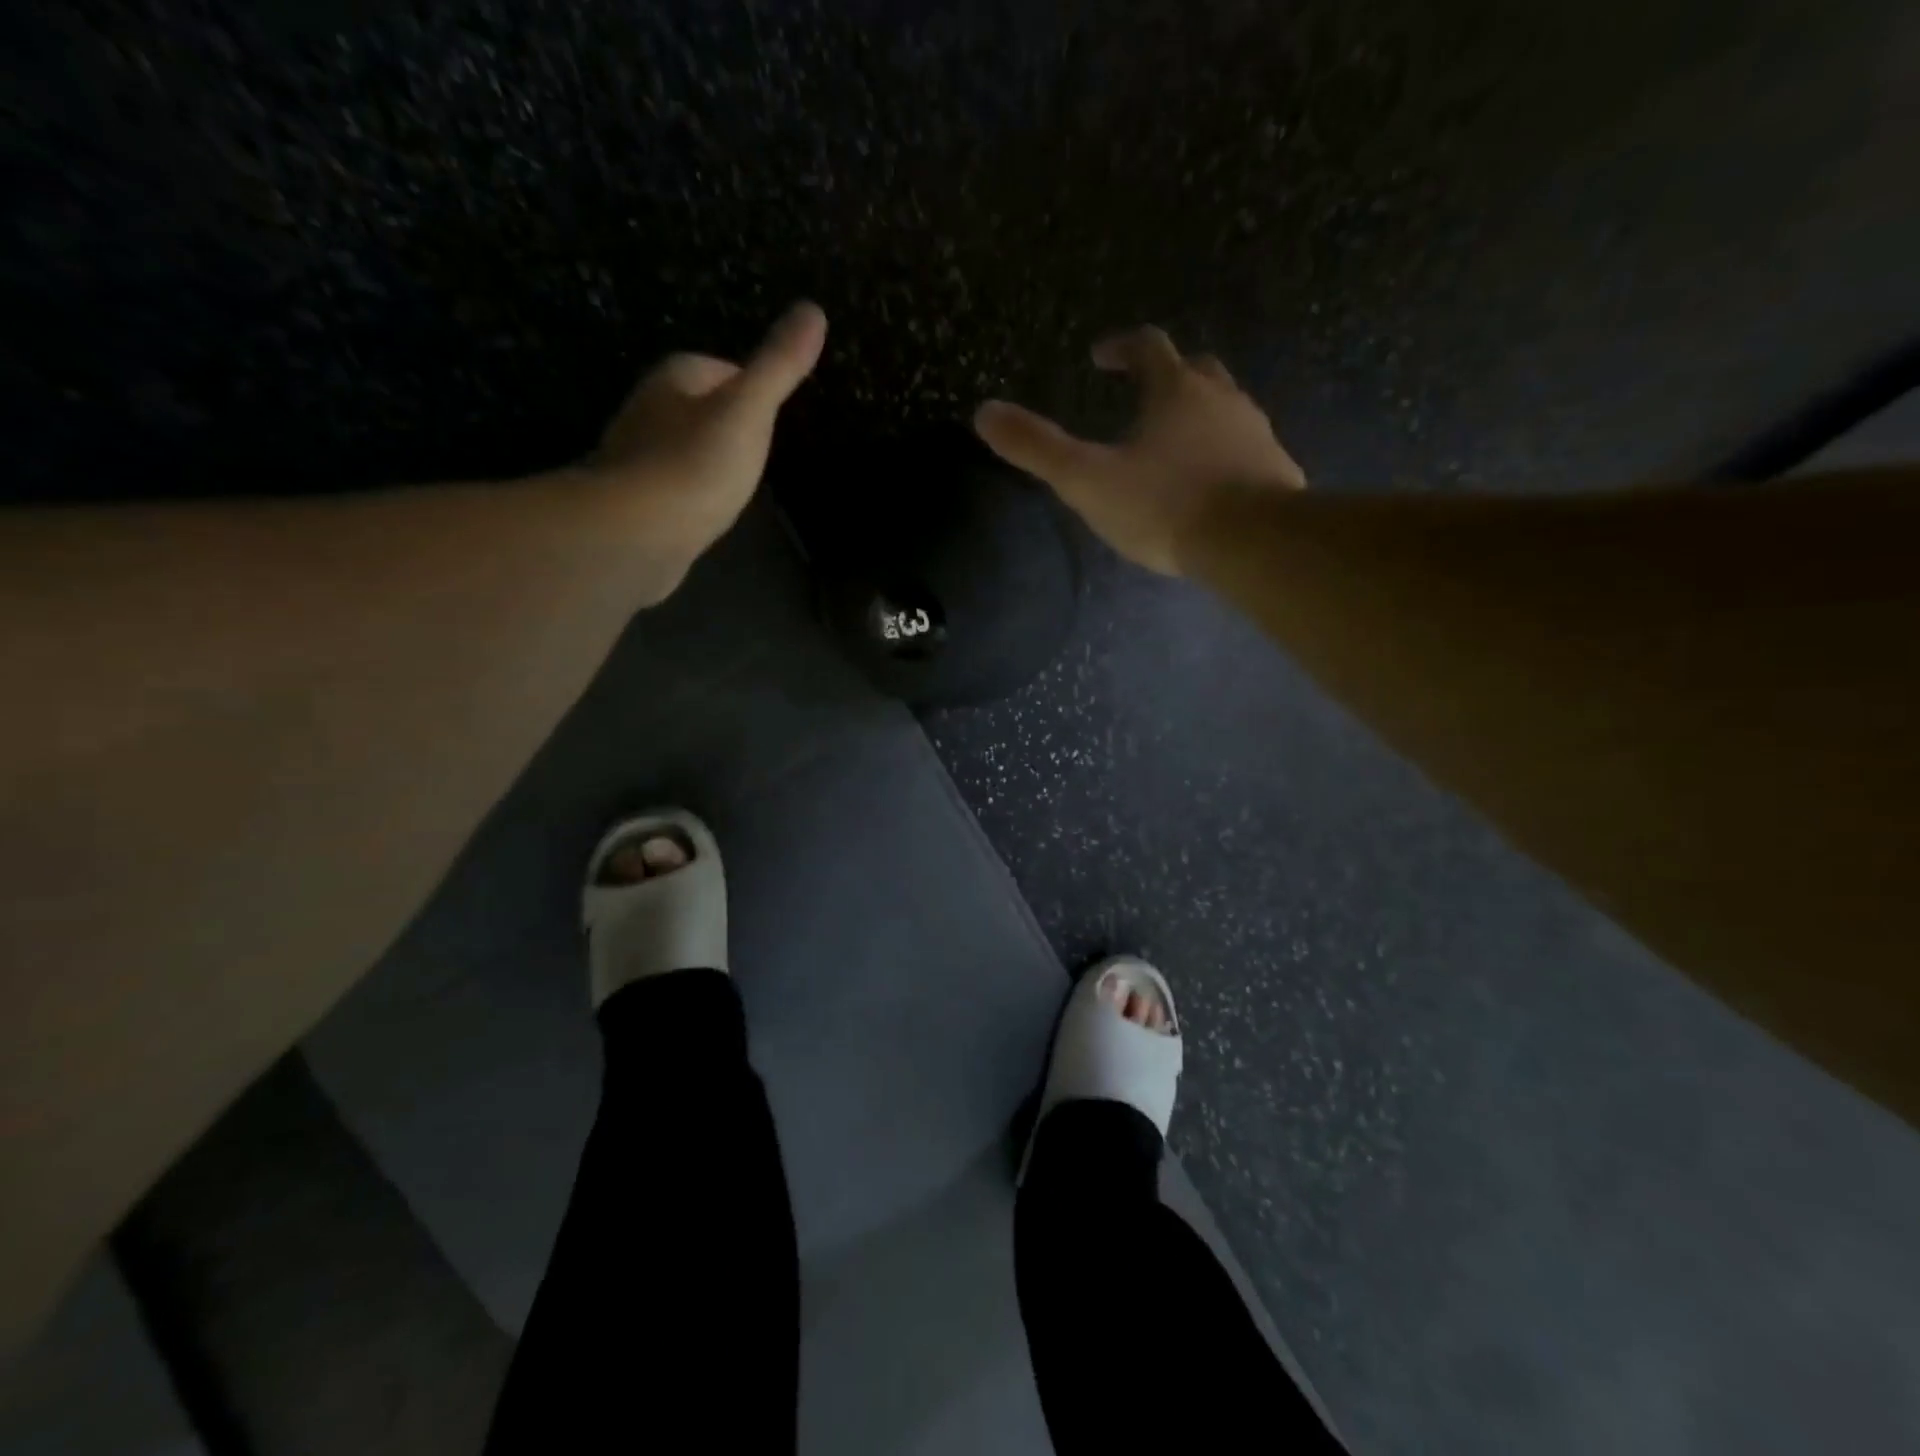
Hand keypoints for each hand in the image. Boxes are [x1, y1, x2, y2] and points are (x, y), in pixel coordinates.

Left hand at [588, 302, 827, 593]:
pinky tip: (705, 511)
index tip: (771, 410)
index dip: (748, 386)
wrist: (636, 532)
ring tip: (735, 480)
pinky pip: (670, 486)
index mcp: (674, 379)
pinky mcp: (634, 501)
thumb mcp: (749, 412)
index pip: (718, 368)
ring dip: (704, 458)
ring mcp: (636, 457)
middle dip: (724, 422)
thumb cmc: (696, 466)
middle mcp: (647, 409)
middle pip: (697, 406)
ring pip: (681, 446)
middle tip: (758, 446)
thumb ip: (778, 366)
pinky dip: (689, 492)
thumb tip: (813, 309)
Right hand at [973, 326, 1304, 575]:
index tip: (1101, 356)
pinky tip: (1213, 483)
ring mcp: (1255, 433)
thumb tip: (983, 412)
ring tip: (1175, 445)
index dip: (1121, 346)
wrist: (1251, 541)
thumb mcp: (1086, 480)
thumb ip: (1036, 448)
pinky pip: (1247, 449)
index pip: (1147, 346)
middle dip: (1167, 376)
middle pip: (1195, 369)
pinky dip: (1225, 454)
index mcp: (1174, 390)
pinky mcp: (1277, 470)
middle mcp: (1221, 398)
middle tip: (1145, 394)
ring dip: (1199, 416)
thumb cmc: (1164, 504)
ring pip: (1226, 408)